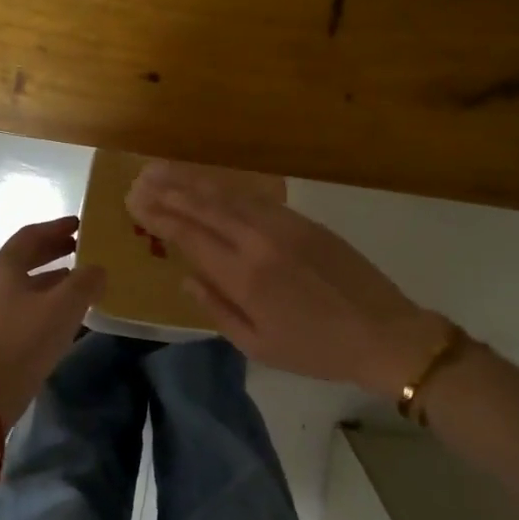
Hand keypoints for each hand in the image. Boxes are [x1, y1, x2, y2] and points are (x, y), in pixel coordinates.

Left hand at [0, 216, 105, 421]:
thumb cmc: (28, 338)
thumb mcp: (66, 304)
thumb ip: (86, 280)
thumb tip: (97, 270)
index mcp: (2, 267)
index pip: (30, 235)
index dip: (56, 227)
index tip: (79, 225)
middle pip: (23, 257)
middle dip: (52, 250)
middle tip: (80, 248)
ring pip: (21, 282)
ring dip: (49, 276)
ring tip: (77, 280)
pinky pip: (19, 304)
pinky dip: (41, 298)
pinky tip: (61, 312)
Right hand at [127, 163, 447, 398]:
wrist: (383, 331)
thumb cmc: (316, 349)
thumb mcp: (258, 345)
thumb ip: (217, 309)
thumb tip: (186, 279)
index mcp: (244, 277)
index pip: (190, 236)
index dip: (160, 217)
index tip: (135, 202)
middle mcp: (258, 242)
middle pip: (205, 207)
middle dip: (170, 191)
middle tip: (141, 178)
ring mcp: (284, 226)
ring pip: (229, 196)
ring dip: (194, 181)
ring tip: (165, 170)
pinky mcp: (304, 220)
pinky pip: (257, 198)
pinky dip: (229, 188)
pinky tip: (213, 184)